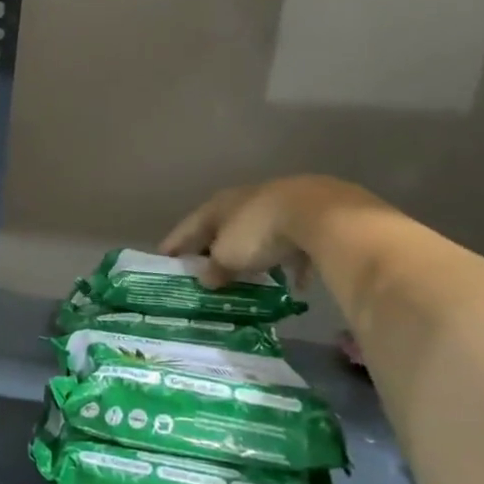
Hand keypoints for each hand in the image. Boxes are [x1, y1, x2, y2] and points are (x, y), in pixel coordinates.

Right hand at [160, 175, 357, 287]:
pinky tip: (296, 283)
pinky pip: (295, 245)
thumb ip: (214, 268)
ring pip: (260, 233)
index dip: (176, 243)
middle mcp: (247, 200)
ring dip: (253, 253)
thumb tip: (206, 278)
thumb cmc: (259, 233)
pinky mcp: (312, 217)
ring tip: (249, 275)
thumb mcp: (228, 257)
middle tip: (205, 268)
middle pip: (225, 227)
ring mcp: (281, 205)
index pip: (190, 225)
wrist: (320, 214)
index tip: (163, 258)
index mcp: (220, 205)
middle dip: (215, 247)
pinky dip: (291, 263)